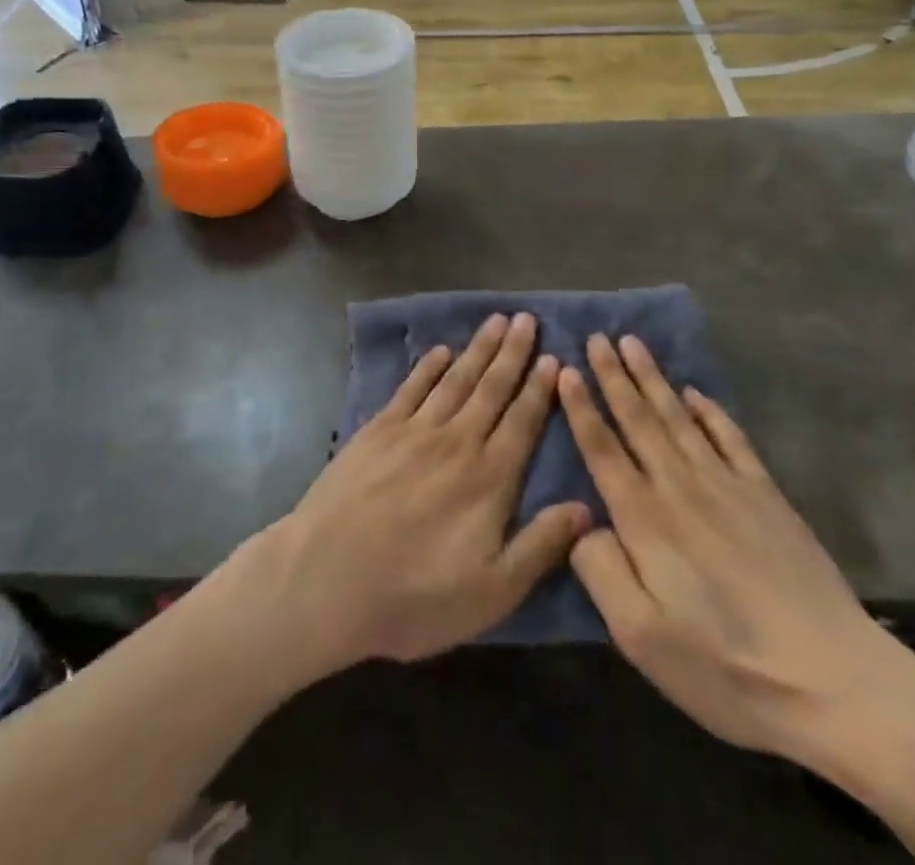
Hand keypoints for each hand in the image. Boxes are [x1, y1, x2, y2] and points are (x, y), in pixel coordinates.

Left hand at [253, 313, 590, 674]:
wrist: (328, 577)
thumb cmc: (415, 595)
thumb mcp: (492, 591)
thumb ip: (540, 546)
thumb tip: (586, 509)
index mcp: (489, 478)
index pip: (523, 422)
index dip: (539, 389)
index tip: (553, 358)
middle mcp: (456, 442)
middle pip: (491, 389)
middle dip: (513, 354)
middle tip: (528, 319)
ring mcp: (414, 431)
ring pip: (455, 380)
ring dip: (478, 349)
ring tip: (496, 321)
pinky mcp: (378, 430)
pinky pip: (411, 388)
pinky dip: (428, 367)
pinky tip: (440, 351)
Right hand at [560, 335, 914, 777]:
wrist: (836, 683)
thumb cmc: (725, 667)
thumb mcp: (641, 637)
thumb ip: (601, 571)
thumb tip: (582, 525)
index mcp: (644, 519)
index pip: (603, 448)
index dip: (581, 408)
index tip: (565, 369)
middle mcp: (680, 487)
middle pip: (639, 419)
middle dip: (613, 376)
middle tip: (596, 337)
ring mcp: (728, 487)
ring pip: (679, 418)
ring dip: (652, 379)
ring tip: (632, 344)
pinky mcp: (767, 497)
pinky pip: (730, 439)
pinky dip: (710, 411)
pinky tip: (695, 393)